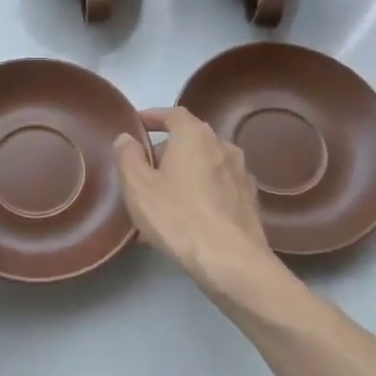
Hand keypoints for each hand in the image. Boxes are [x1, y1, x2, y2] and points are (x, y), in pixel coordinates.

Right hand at [114, 108, 279, 299]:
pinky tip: (187, 219)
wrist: (231, 261)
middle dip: (165, 152)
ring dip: (183, 176)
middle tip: (143, 173)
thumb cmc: (178, 217)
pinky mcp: (250, 202)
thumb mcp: (138, 186)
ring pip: (203, 167)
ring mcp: (241, 174)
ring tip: (162, 201)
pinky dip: (200, 194)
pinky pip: (217, 189)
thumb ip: (127, 156)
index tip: (137, 125)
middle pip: (189, 141)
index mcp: (195, 136)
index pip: (173, 114)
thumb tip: (126, 138)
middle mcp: (223, 146)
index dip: (153, 117)